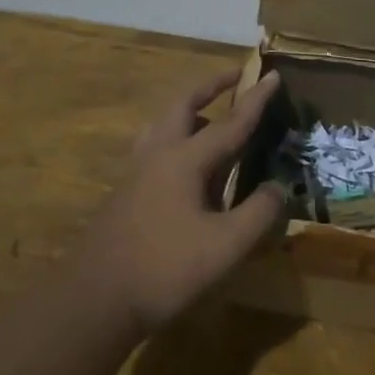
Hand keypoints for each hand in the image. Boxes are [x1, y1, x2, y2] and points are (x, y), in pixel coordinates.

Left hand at [76, 68, 286, 336]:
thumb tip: (279, 186)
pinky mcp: (126, 192)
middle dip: (210, 85)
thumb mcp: (226, 246)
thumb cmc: (165, 268)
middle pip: (183, 104)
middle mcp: (158, 154)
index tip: (273, 74)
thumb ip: (259, 213)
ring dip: (189, 110)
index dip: (255, 99)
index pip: (230, 122)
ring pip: (163, 124)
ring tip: (210, 116)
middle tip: (235, 77)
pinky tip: (185, 164)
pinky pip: (155, 147)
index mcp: (185, 159)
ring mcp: (137, 172)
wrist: (94, 300)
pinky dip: (177, 137)